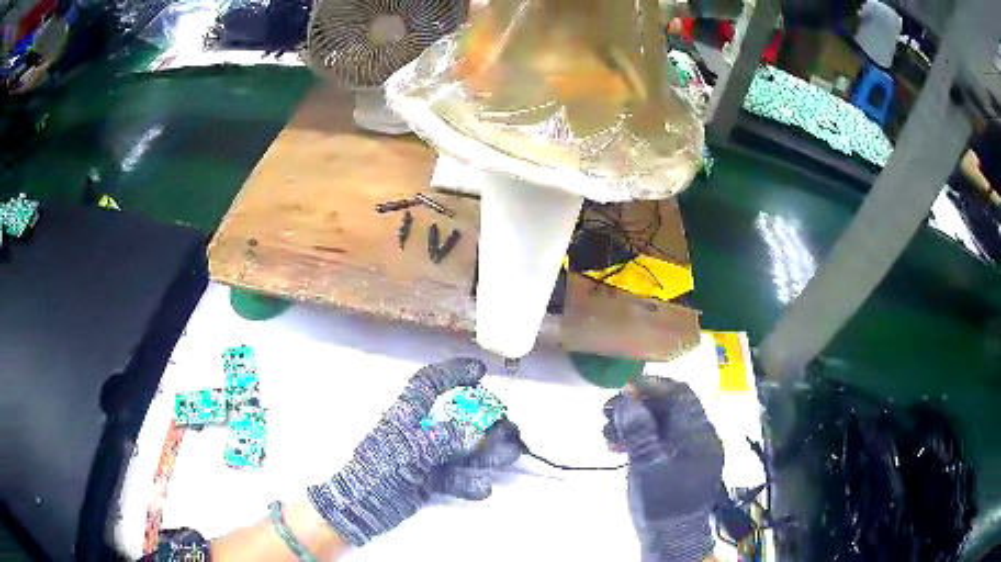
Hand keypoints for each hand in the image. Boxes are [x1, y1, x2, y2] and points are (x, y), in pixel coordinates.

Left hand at [307, 358, 519, 545]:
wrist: (359, 509)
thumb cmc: (377, 471)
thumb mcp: (408, 450)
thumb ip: (443, 439)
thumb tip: (476, 432)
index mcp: (406, 415)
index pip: (429, 384)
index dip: (453, 373)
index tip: (481, 371)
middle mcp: (419, 433)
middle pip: (457, 420)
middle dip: (485, 422)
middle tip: (510, 428)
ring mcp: (425, 458)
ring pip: (462, 450)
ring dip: (487, 452)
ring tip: (511, 454)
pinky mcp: (428, 481)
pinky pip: (455, 477)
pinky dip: (469, 482)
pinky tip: (483, 489)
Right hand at [603, 377, 723, 561]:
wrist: (671, 537)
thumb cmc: (661, 501)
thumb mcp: (646, 464)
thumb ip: (638, 429)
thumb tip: (627, 396)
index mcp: (699, 433)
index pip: (680, 393)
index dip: (651, 386)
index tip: (622, 390)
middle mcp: (701, 436)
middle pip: (670, 407)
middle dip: (637, 407)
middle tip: (607, 415)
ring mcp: (692, 451)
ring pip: (663, 424)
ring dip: (635, 424)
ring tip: (608, 436)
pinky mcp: (683, 463)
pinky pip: (663, 441)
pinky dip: (642, 439)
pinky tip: (621, 448)